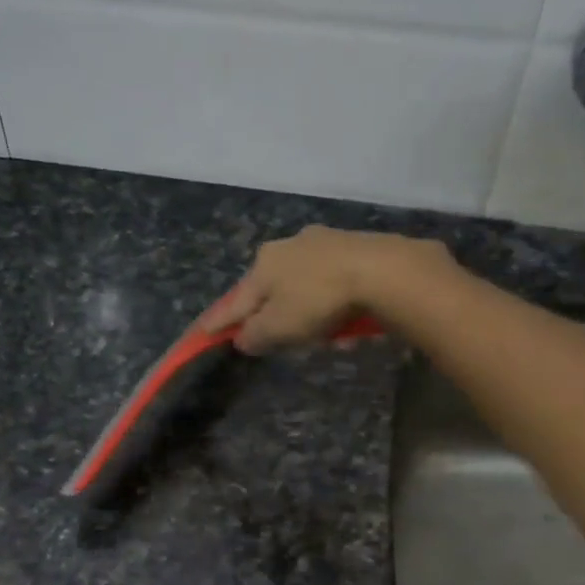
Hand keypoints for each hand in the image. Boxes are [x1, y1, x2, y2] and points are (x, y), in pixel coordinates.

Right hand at [199, 226, 450, 353]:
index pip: (235, 301)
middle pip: (272, 291)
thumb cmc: (318, 300)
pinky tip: (349, 323)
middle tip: (285, 340)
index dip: (219, 321)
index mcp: (263, 264)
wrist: (380, 270)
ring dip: (312, 316)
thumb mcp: (278, 327)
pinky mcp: (353, 248)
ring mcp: (322, 243)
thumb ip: (254, 335)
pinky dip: (335, 306)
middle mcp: (287, 246)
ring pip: (305, 288)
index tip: (203, 332)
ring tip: (329, 337)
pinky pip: (334, 285)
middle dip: (277, 318)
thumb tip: (241, 338)